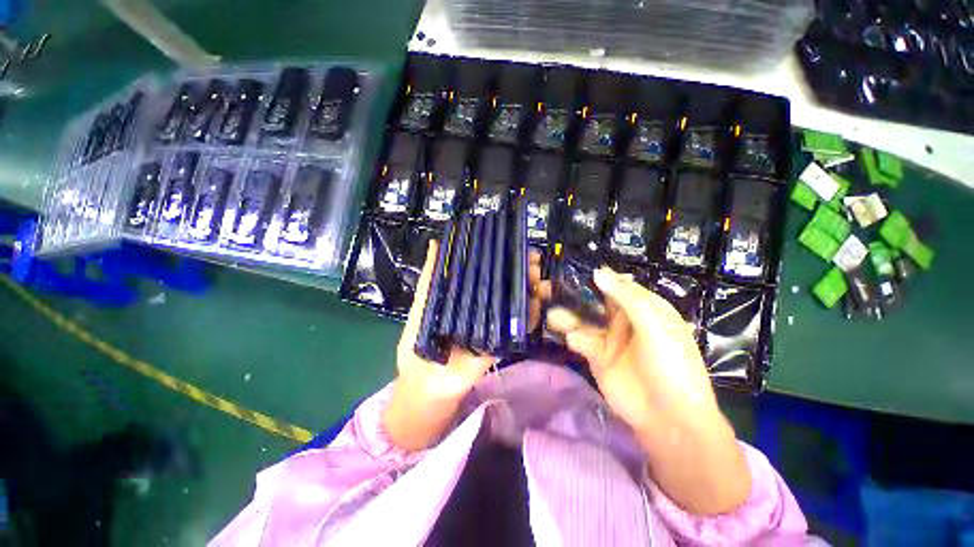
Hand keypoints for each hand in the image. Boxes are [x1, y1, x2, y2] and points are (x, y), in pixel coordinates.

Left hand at [382, 242, 548, 451]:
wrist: (426, 382)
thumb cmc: (418, 342)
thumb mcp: (422, 305)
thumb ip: (430, 278)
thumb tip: (436, 243)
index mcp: (466, 295)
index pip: (488, 272)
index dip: (502, 257)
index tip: (515, 244)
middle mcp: (483, 306)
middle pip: (507, 285)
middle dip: (523, 270)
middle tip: (533, 259)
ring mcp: (495, 324)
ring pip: (517, 303)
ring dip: (532, 289)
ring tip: (539, 277)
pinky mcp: (501, 342)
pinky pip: (520, 328)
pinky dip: (532, 315)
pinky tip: (539, 302)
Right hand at [547, 267, 750, 514]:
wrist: (669, 419)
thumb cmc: (672, 366)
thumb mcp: (655, 326)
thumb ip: (626, 298)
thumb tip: (599, 272)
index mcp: (644, 308)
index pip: (618, 285)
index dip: (598, 277)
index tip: (575, 269)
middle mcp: (624, 320)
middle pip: (595, 301)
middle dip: (576, 295)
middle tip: (551, 288)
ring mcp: (609, 338)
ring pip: (584, 320)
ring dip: (568, 316)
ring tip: (554, 316)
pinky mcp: (596, 356)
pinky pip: (581, 340)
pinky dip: (575, 338)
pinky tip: (573, 340)